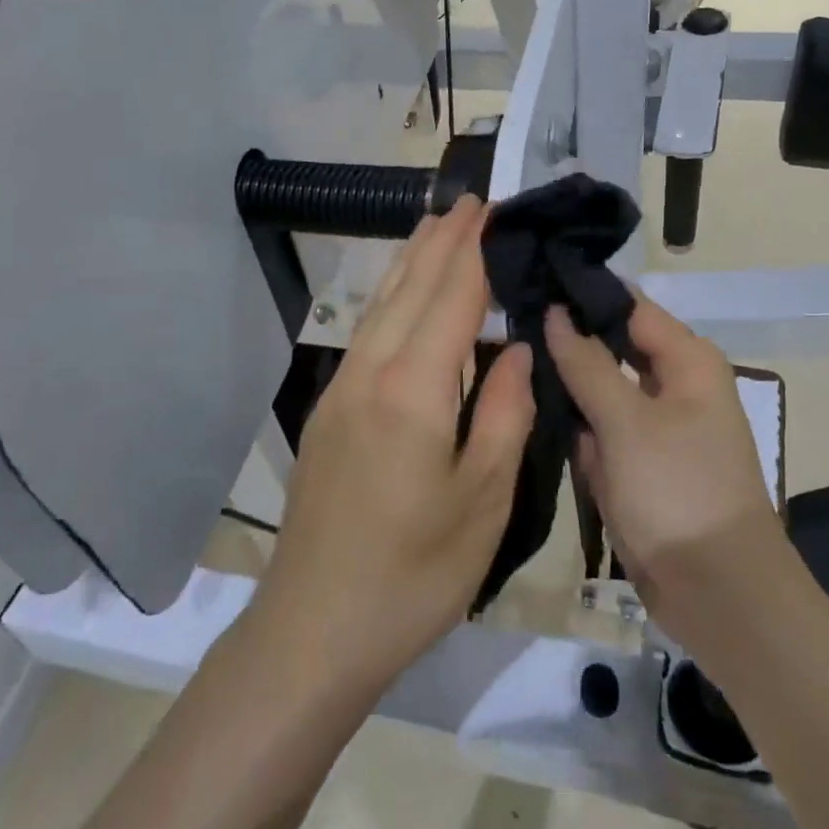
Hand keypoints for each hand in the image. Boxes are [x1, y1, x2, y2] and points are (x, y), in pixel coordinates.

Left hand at [258, 197, 535, 693]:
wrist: (314, 627)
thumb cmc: (414, 572)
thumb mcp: (483, 499)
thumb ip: (505, 413)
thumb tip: (514, 349)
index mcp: (413, 388)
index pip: (451, 296)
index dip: (474, 249)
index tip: (495, 209)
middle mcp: (370, 371)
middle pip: (409, 286)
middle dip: (441, 240)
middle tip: (470, 201)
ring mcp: (341, 389)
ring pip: (381, 303)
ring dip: (412, 261)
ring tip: (437, 227)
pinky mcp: (328, 410)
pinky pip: (368, 331)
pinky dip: (393, 296)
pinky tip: (405, 297)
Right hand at [544, 297, 786, 653]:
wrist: (715, 592)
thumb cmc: (677, 491)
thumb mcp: (626, 421)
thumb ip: (587, 362)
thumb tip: (555, 311)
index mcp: (687, 361)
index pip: (627, 305)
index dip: (581, 293)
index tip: (530, 278)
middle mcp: (673, 384)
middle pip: (612, 345)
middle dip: (566, 338)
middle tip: (509, 318)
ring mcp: (653, 425)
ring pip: (599, 387)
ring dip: (564, 382)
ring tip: (508, 356)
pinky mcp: (637, 461)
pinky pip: (598, 426)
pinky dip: (572, 421)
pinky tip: (527, 403)